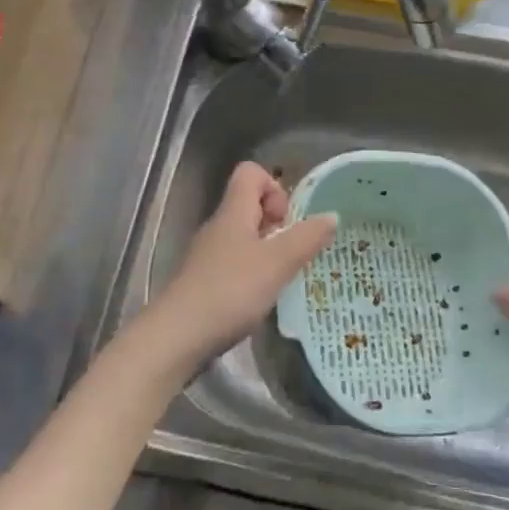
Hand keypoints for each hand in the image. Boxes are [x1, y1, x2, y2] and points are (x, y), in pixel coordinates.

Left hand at [135, 162, 336, 377]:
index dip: (275, 187)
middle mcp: (218, 226)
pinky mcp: (203, 281)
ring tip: (282, 277)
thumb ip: (306, 238)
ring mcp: (207, 254)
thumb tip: (331, 215)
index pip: (250, 173)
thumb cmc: (230, 291)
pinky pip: (234, 263)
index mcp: (233, 212)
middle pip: (249, 205)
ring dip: (267, 250)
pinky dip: (252, 273)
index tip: (288, 220)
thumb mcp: (277, 263)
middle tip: (292, 252)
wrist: (176, 337)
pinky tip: (261, 298)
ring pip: (243, 236)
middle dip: (277, 223)